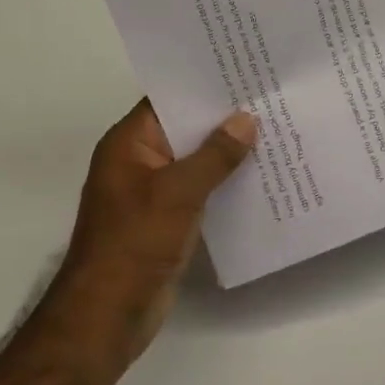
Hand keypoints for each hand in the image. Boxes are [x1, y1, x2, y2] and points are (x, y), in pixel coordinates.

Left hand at [59, 100, 256, 377]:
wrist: (107, 315)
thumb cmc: (135, 243)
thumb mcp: (178, 192)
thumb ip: (215, 155)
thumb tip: (246, 119)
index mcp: (129, 144)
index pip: (168, 98)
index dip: (203, 84)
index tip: (244, 69)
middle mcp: (140, 161)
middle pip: (185, 128)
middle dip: (224, 117)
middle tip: (271, 96)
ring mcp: (153, 192)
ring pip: (196, 160)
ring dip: (228, 151)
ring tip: (276, 130)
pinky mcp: (167, 219)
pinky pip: (200, 189)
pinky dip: (225, 182)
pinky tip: (261, 175)